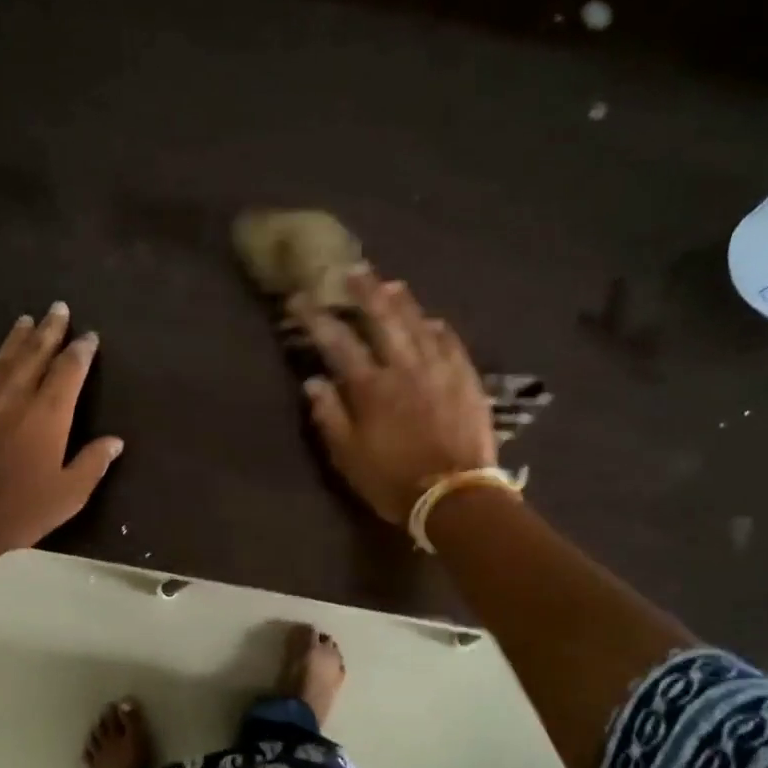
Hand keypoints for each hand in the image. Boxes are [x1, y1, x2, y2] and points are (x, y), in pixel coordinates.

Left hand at [0, 302, 124, 553]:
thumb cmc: (21, 509)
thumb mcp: (70, 493)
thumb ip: (93, 463)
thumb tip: (115, 441)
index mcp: (49, 414)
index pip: (70, 371)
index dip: (81, 351)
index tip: (89, 336)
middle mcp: (16, 397)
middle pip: (36, 355)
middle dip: (49, 330)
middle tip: (58, 307)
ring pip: (0, 361)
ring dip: (13, 339)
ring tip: (24, 319)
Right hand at [301, 272, 499, 525]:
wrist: (455, 496)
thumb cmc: (392, 481)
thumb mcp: (348, 457)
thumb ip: (329, 416)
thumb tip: (313, 382)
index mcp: (370, 387)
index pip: (337, 341)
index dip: (317, 317)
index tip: (301, 299)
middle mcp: (404, 367)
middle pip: (383, 318)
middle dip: (364, 292)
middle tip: (353, 271)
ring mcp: (440, 370)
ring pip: (419, 324)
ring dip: (402, 302)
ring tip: (390, 284)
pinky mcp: (466, 380)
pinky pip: (452, 343)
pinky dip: (438, 329)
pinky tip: (432, 321)